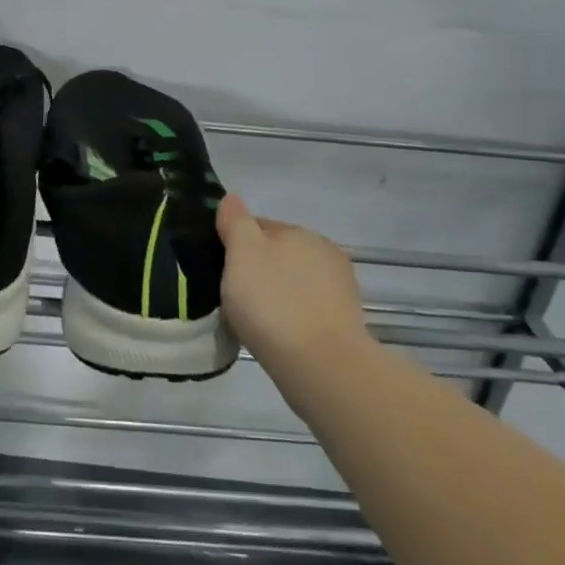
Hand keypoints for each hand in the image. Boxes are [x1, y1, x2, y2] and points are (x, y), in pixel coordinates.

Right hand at [217, 192, 371, 376]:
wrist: (322, 366)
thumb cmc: (273, 303)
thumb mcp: (242, 253)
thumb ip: (236, 222)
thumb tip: (231, 198)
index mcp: (298, 231)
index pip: (258, 226)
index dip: (234, 244)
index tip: (219, 268)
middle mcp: (324, 251)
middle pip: (278, 254)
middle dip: (257, 269)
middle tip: (234, 295)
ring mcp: (339, 288)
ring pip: (293, 282)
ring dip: (276, 293)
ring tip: (254, 320)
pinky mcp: (345, 321)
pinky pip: (306, 309)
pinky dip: (292, 316)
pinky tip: (278, 335)